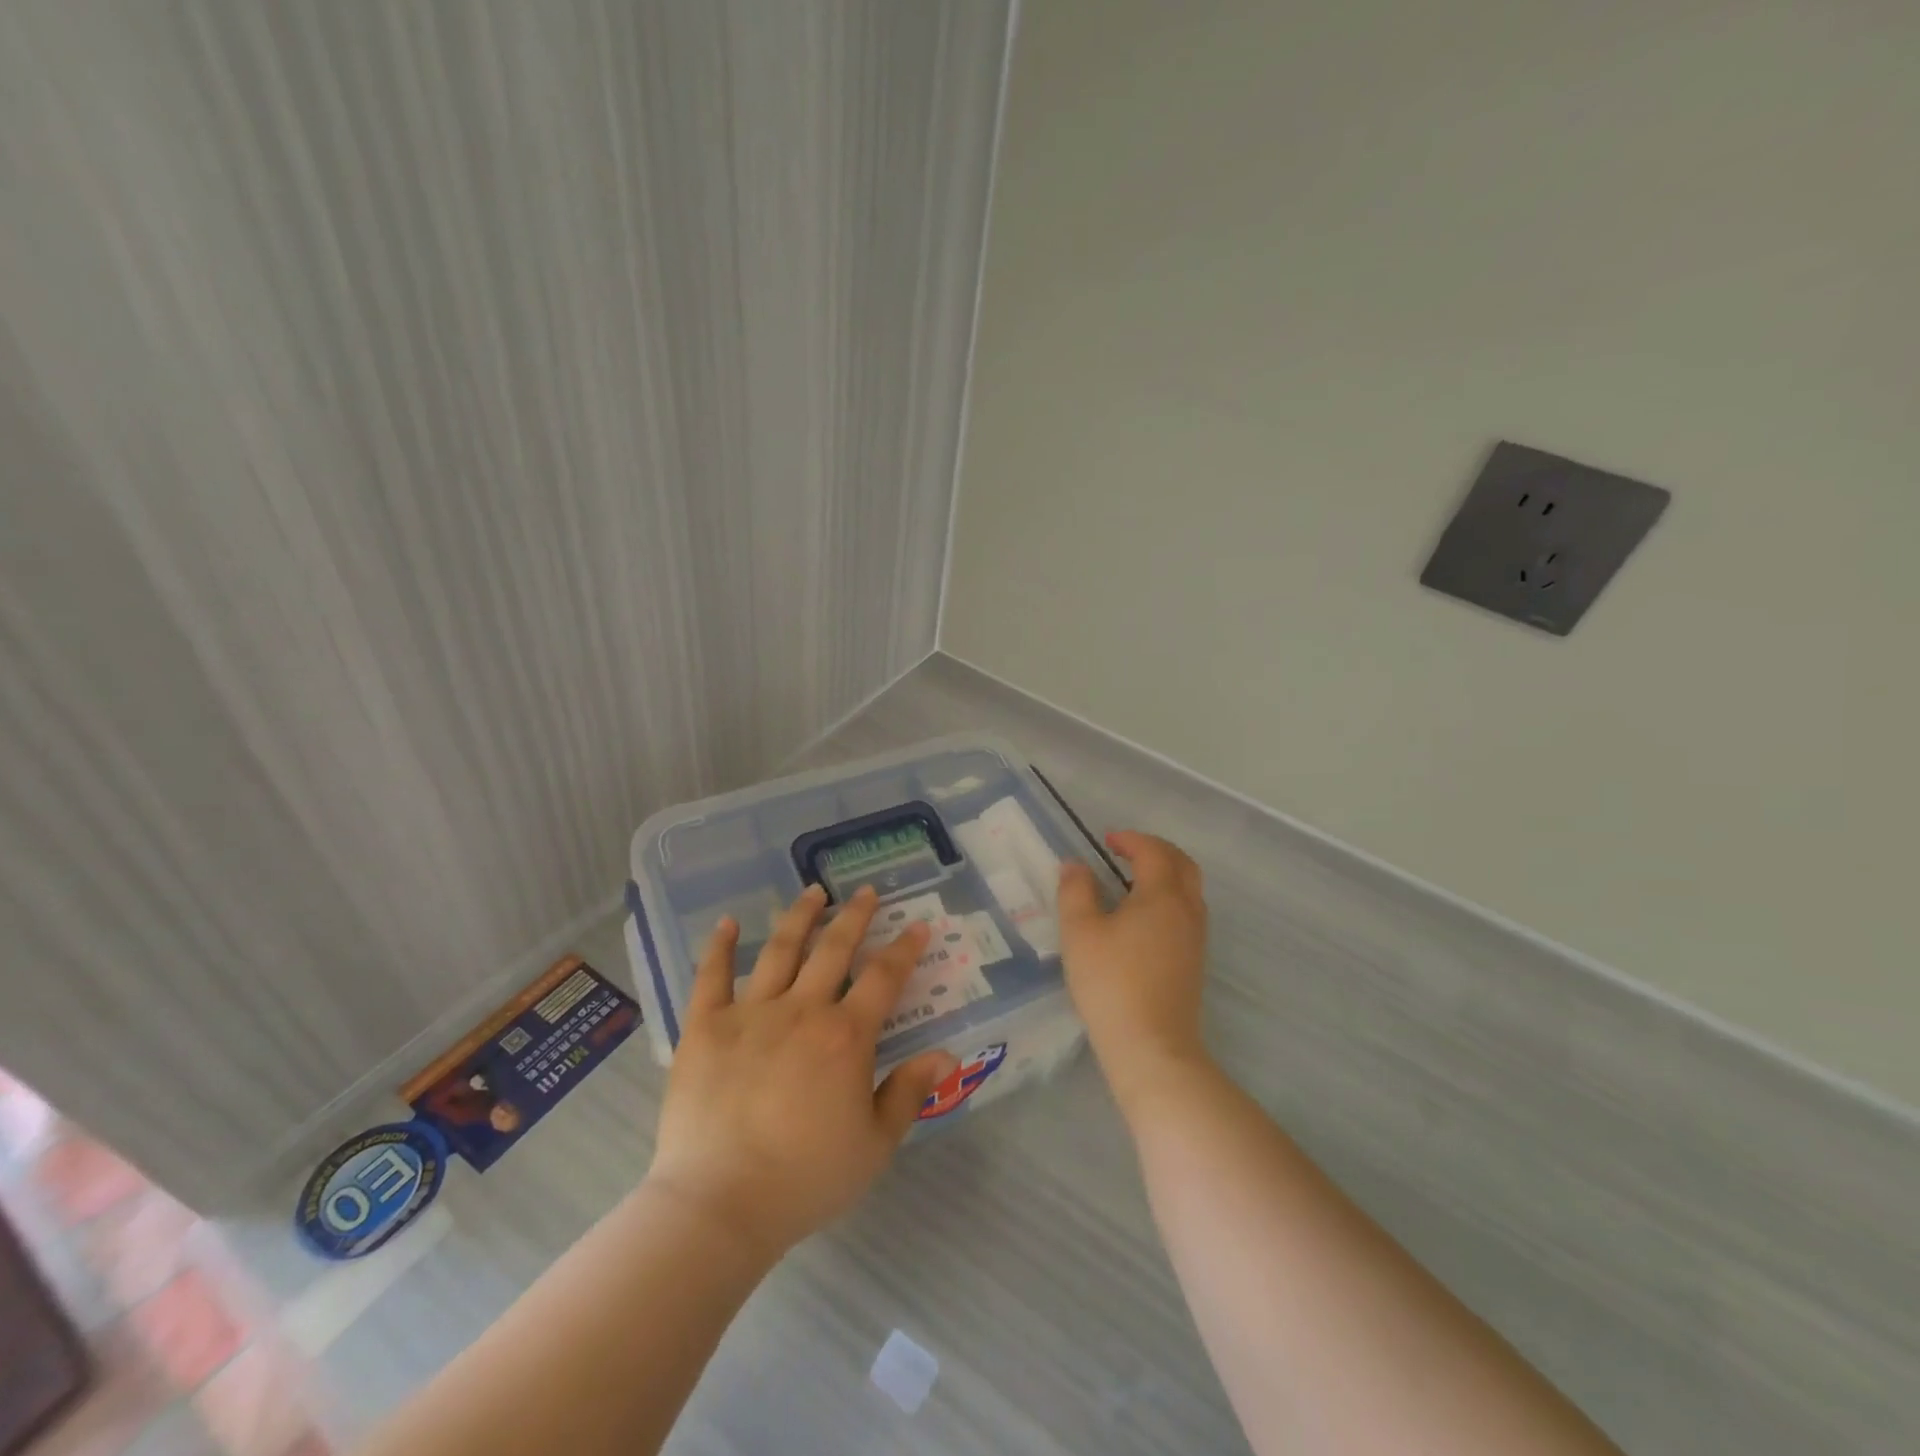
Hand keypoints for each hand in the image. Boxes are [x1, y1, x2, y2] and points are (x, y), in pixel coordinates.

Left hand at [646, 884, 958, 1259]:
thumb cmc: (805, 1179)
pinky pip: (712, 976)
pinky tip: (729, 922)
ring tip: (813, 891)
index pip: (883, 977)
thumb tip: (947, 1054)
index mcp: (845, 1036)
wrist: (720, 1206)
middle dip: (855, 916)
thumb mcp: (874, 1145)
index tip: (917, 926)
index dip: (904, 949)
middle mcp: (802, 1010)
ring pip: (780, 949)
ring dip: (800, 916)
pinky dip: (721, 946)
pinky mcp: (705, 1026)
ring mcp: (750, 1013)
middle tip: (865, 892)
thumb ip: (909, 1093)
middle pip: (834, 948)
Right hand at [1057, 831, 1211, 1113]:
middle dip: (1156, 849)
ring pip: (1189, 888)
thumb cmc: (1111, 983)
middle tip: (1125, 850)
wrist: (1152, 1047)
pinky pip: (1188, 911)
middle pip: (1183, 863)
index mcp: (1162, 895)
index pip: (1153, 851)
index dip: (1130, 839)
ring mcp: (1196, 937)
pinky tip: (1142, 915)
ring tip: (1132, 878)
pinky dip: (1169, 896)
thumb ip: (1075, 891)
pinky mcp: (1194, 960)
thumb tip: (1075, 865)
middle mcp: (1187, 909)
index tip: (1106, 840)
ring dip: (1166, 872)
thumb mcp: (1080, 932)